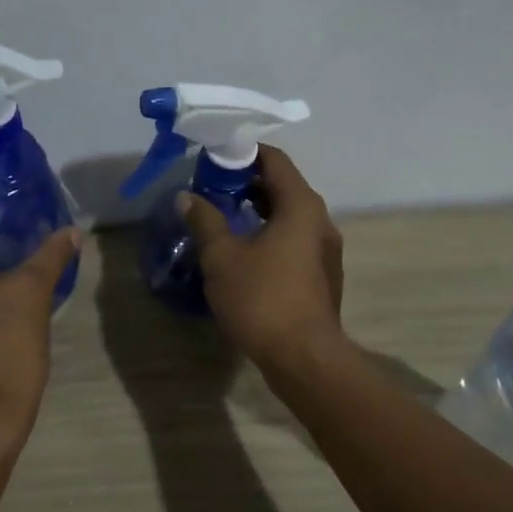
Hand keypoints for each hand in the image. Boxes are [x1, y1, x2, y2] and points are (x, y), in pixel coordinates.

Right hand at [179, 145, 345, 369]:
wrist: (303, 357)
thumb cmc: (262, 299)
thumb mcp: (222, 258)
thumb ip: (205, 221)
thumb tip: (187, 197)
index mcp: (301, 206)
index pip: (274, 160)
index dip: (242, 154)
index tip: (212, 160)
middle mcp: (320, 221)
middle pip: (283, 186)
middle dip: (246, 184)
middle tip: (211, 190)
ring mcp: (325, 250)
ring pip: (289, 216)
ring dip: (257, 211)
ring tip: (223, 220)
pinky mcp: (322, 275)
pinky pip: (294, 241)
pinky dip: (270, 235)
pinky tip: (244, 253)